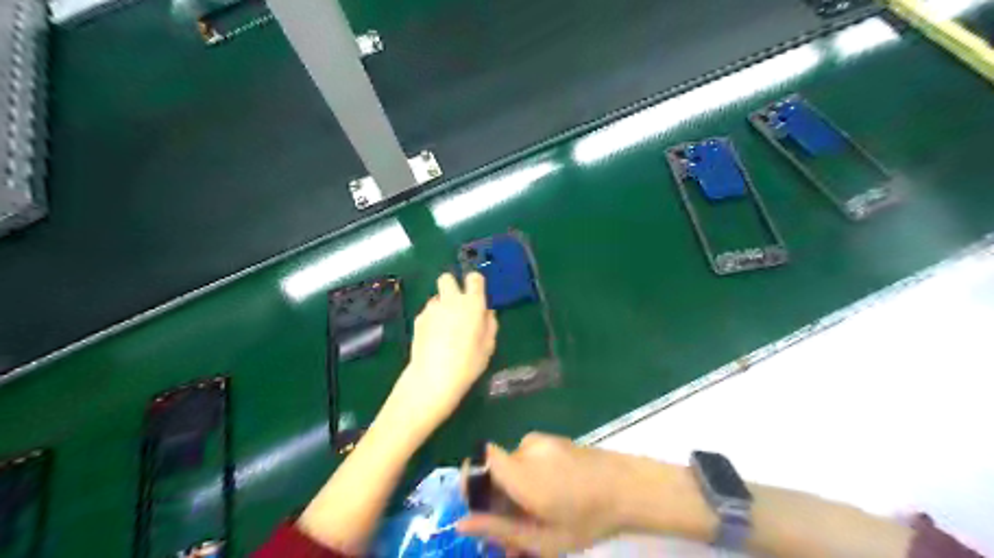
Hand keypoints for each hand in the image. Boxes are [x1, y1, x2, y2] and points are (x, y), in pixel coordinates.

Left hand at [383, 276, 499, 439]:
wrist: (433, 377)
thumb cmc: (468, 363)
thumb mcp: (489, 345)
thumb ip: (490, 324)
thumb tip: (487, 312)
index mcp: (472, 303)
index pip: (474, 278)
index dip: (476, 283)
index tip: (477, 293)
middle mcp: (451, 300)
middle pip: (447, 278)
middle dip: (452, 285)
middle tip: (458, 305)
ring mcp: (431, 308)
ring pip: (437, 297)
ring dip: (443, 305)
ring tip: (446, 328)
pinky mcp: (418, 319)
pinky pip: (428, 312)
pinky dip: (432, 319)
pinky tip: (434, 337)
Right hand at [456, 433, 626, 555]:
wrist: (629, 487)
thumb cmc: (587, 519)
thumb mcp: (542, 538)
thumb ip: (499, 529)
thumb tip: (460, 523)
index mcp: (521, 473)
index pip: (480, 462)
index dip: (475, 483)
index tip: (483, 510)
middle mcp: (526, 449)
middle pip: (496, 469)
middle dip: (498, 497)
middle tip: (513, 530)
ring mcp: (541, 440)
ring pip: (512, 465)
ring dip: (515, 489)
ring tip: (536, 517)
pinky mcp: (552, 439)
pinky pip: (528, 457)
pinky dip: (529, 476)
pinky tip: (549, 497)